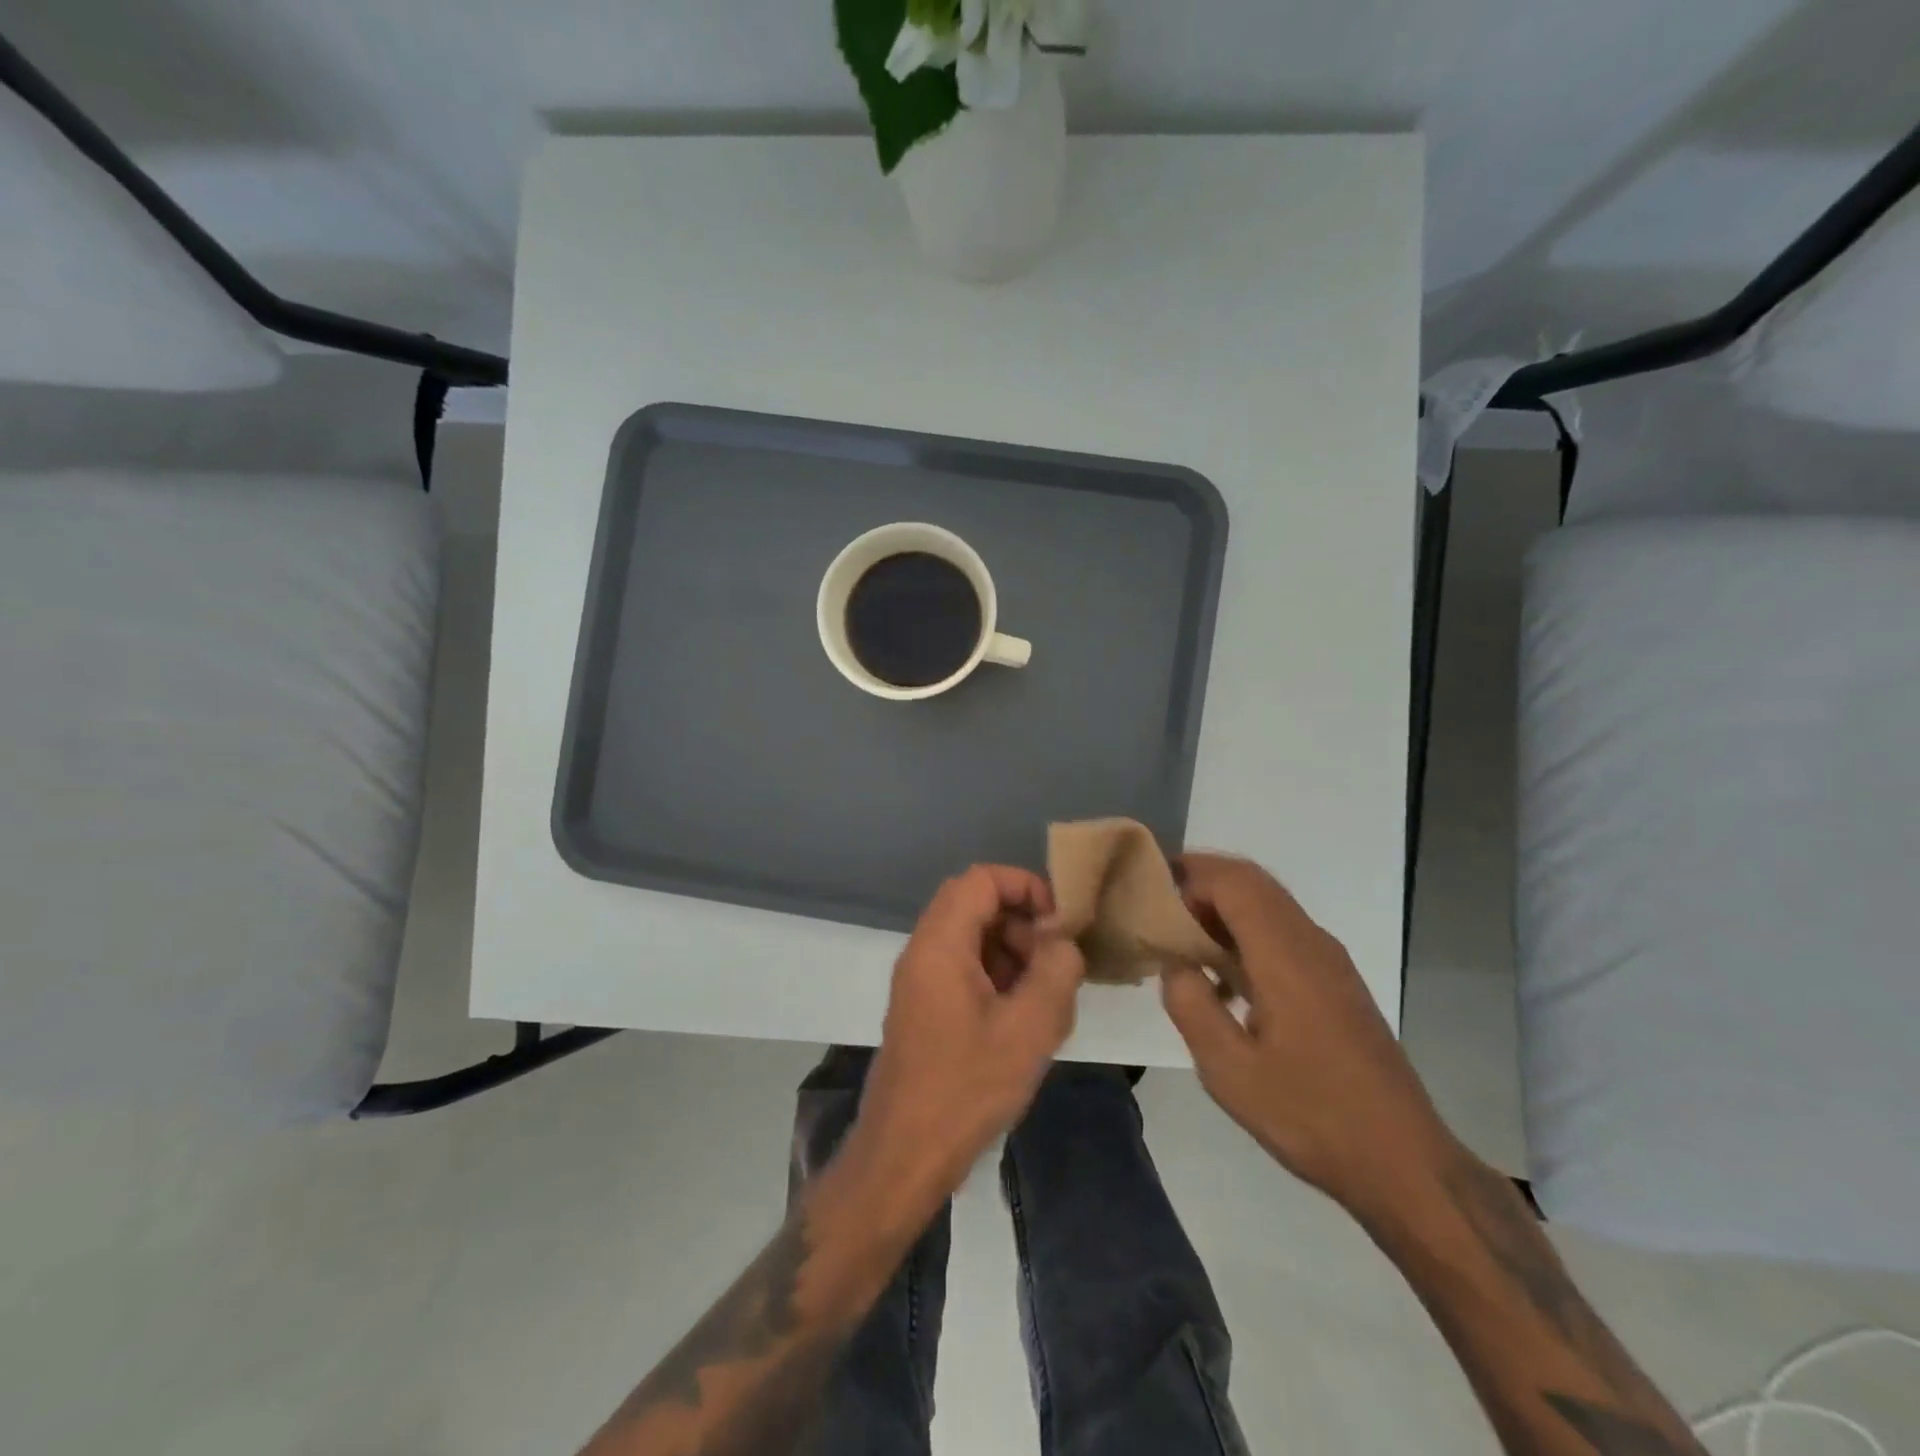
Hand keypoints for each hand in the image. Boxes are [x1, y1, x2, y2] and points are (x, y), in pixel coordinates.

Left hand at [849, 865, 1084, 1216]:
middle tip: (1057, 965)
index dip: (1025, 886)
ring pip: (973, 940)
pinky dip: (999, 980)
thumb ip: (1056, 971)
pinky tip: (1026, 1022)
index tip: (1060, 923)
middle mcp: (924, 951)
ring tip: (1049, 999)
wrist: (904, 1156)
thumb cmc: (966, 1088)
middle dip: (1024, 925)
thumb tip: (1063, 940)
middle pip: (977, 907)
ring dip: (1014, 955)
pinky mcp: (925, 1009)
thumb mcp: (1028, 1028)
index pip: (981, 879)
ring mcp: (921, 981)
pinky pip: (965, 971)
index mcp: (940, 944)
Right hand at [1160, 854, 1453, 1217]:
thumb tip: (1176, 964)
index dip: (1189, 874)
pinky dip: (1245, 934)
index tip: (1149, 894)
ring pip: (1269, 906)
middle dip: (1202, 883)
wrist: (1403, 1162)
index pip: (1234, 882)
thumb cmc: (1311, 1115)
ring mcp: (1329, 962)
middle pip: (1252, 883)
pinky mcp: (1336, 983)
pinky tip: (1222, 982)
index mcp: (1286, 956)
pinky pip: (1283, 934)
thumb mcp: (1230, 1070)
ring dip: (1223, 909)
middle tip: (1158, 908)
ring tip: (1181, 941)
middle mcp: (1311, 943)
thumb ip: (1191, 1005)